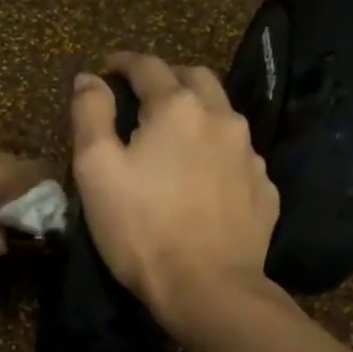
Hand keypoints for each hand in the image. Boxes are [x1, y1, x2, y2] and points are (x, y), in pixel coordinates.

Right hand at [70, 54, 279, 328]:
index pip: (148, 66)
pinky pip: (238, 157)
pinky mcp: (264, 189)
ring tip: (176, 138)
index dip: (123, 62)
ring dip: (197, 115)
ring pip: (223, 116)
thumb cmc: (141, 229)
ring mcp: (250, 154)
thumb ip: (90, 115)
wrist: (208, 289)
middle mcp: (221, 118)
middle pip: (195, 79)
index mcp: (177, 108)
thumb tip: (89, 78)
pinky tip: (205, 179)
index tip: (108, 68)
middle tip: (145, 97)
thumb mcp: (96, 170)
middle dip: (168, 79)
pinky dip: (218, 154)